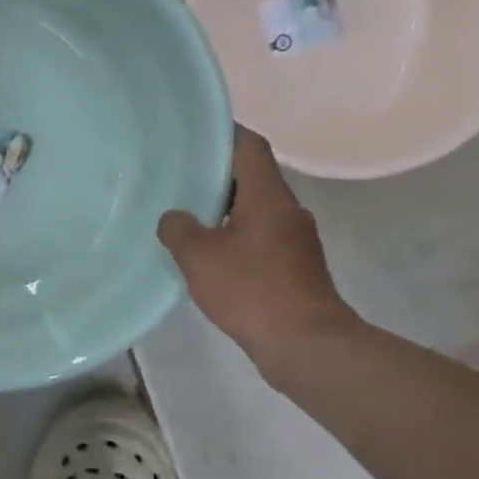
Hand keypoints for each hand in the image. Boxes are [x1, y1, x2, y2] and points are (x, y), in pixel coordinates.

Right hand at [157, 128, 360, 374]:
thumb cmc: (251, 290)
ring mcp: (294, 240)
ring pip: (254, 210)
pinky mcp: (293, 267)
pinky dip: (233, 238)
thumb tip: (174, 217)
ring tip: (185, 219)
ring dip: (223, 211)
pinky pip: (258, 238)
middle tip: (176, 180)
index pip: (249, 148)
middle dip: (215, 177)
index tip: (193, 137)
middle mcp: (287, 210)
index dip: (224, 135)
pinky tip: (208, 256)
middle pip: (251, 178)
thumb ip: (179, 229)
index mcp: (268, 197)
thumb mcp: (199, 257)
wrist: (305, 343)